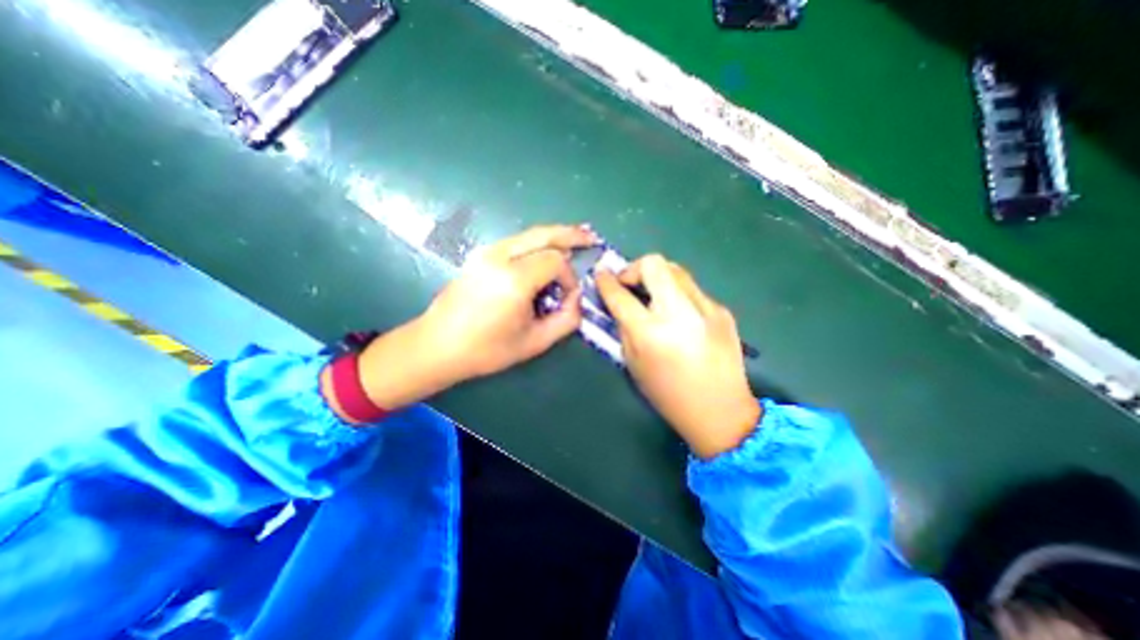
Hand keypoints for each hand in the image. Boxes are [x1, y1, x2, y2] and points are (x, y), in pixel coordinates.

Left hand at [355, 225, 597, 412]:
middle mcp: (500, 256)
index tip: (568, 297)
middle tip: (591, 236)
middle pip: (544, 234)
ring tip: (576, 237)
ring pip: (530, 234)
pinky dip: (537, 242)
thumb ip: (566, 320)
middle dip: (571, 235)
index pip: (556, 261)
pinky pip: (517, 242)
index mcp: (514, 279)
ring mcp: (487, 252)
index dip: (569, 277)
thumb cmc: (486, 350)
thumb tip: (577, 298)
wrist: (437, 345)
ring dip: (554, 235)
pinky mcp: (480, 255)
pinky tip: (547, 249)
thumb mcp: (535, 342)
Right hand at [592, 255, 758, 460]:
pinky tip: (679, 316)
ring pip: (675, 270)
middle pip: (653, 264)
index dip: (606, 281)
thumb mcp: (633, 364)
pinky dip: (677, 295)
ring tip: (653, 297)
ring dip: (657, 278)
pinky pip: (692, 290)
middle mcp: (679, 313)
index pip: (620, 294)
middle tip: (630, 284)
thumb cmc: (668, 394)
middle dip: (634, 268)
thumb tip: (620, 302)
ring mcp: (705, 308)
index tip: (601, 274)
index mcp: (651, 333)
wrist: (721, 411)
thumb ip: (624, 327)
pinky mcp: (722, 310)